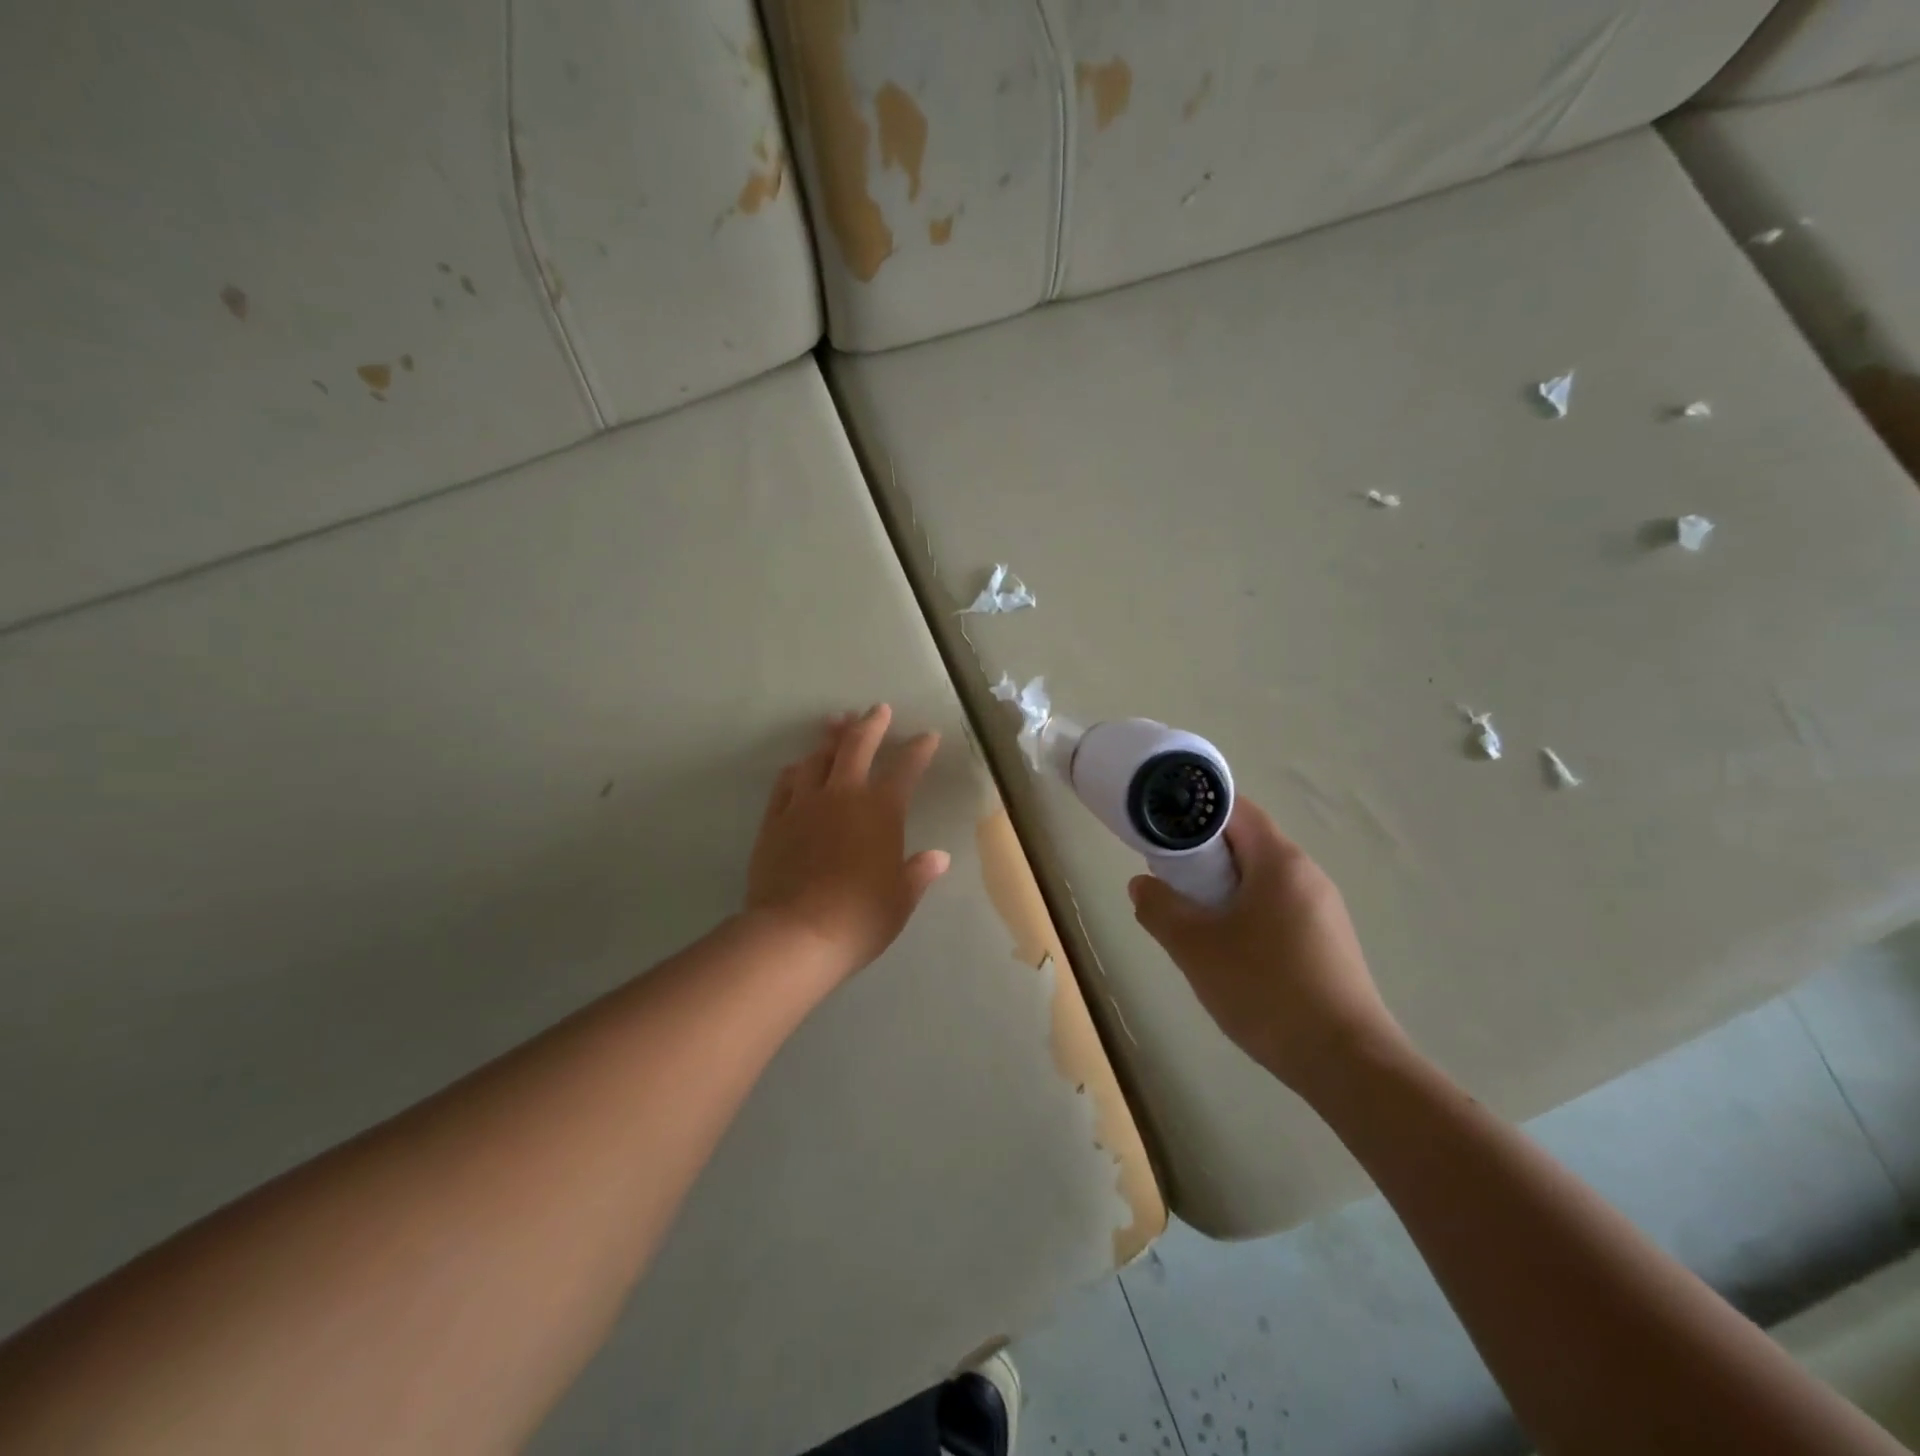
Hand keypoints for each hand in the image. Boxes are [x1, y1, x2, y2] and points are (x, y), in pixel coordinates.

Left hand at [745, 704, 950, 980]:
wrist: (796, 934)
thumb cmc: (860, 916)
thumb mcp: (900, 899)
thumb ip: (917, 873)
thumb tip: (938, 858)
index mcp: (881, 811)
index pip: (906, 769)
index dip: (919, 749)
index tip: (927, 736)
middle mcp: (843, 796)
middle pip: (857, 746)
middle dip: (871, 724)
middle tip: (877, 709)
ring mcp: (805, 804)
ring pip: (817, 758)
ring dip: (830, 740)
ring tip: (836, 726)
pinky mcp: (775, 820)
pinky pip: (786, 784)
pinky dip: (798, 770)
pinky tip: (799, 767)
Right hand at [1127, 797, 1404, 1095]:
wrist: (1346, 1063)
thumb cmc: (1266, 990)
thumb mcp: (1195, 948)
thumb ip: (1159, 908)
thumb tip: (1142, 884)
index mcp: (1281, 861)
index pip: (1233, 809)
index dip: (1193, 811)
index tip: (1159, 831)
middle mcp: (1307, 874)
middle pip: (1246, 843)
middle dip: (1202, 855)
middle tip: (1166, 880)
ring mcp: (1323, 909)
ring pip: (1260, 879)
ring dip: (1221, 888)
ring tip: (1190, 918)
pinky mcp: (1327, 941)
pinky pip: (1276, 907)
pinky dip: (1244, 912)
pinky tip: (1227, 950)